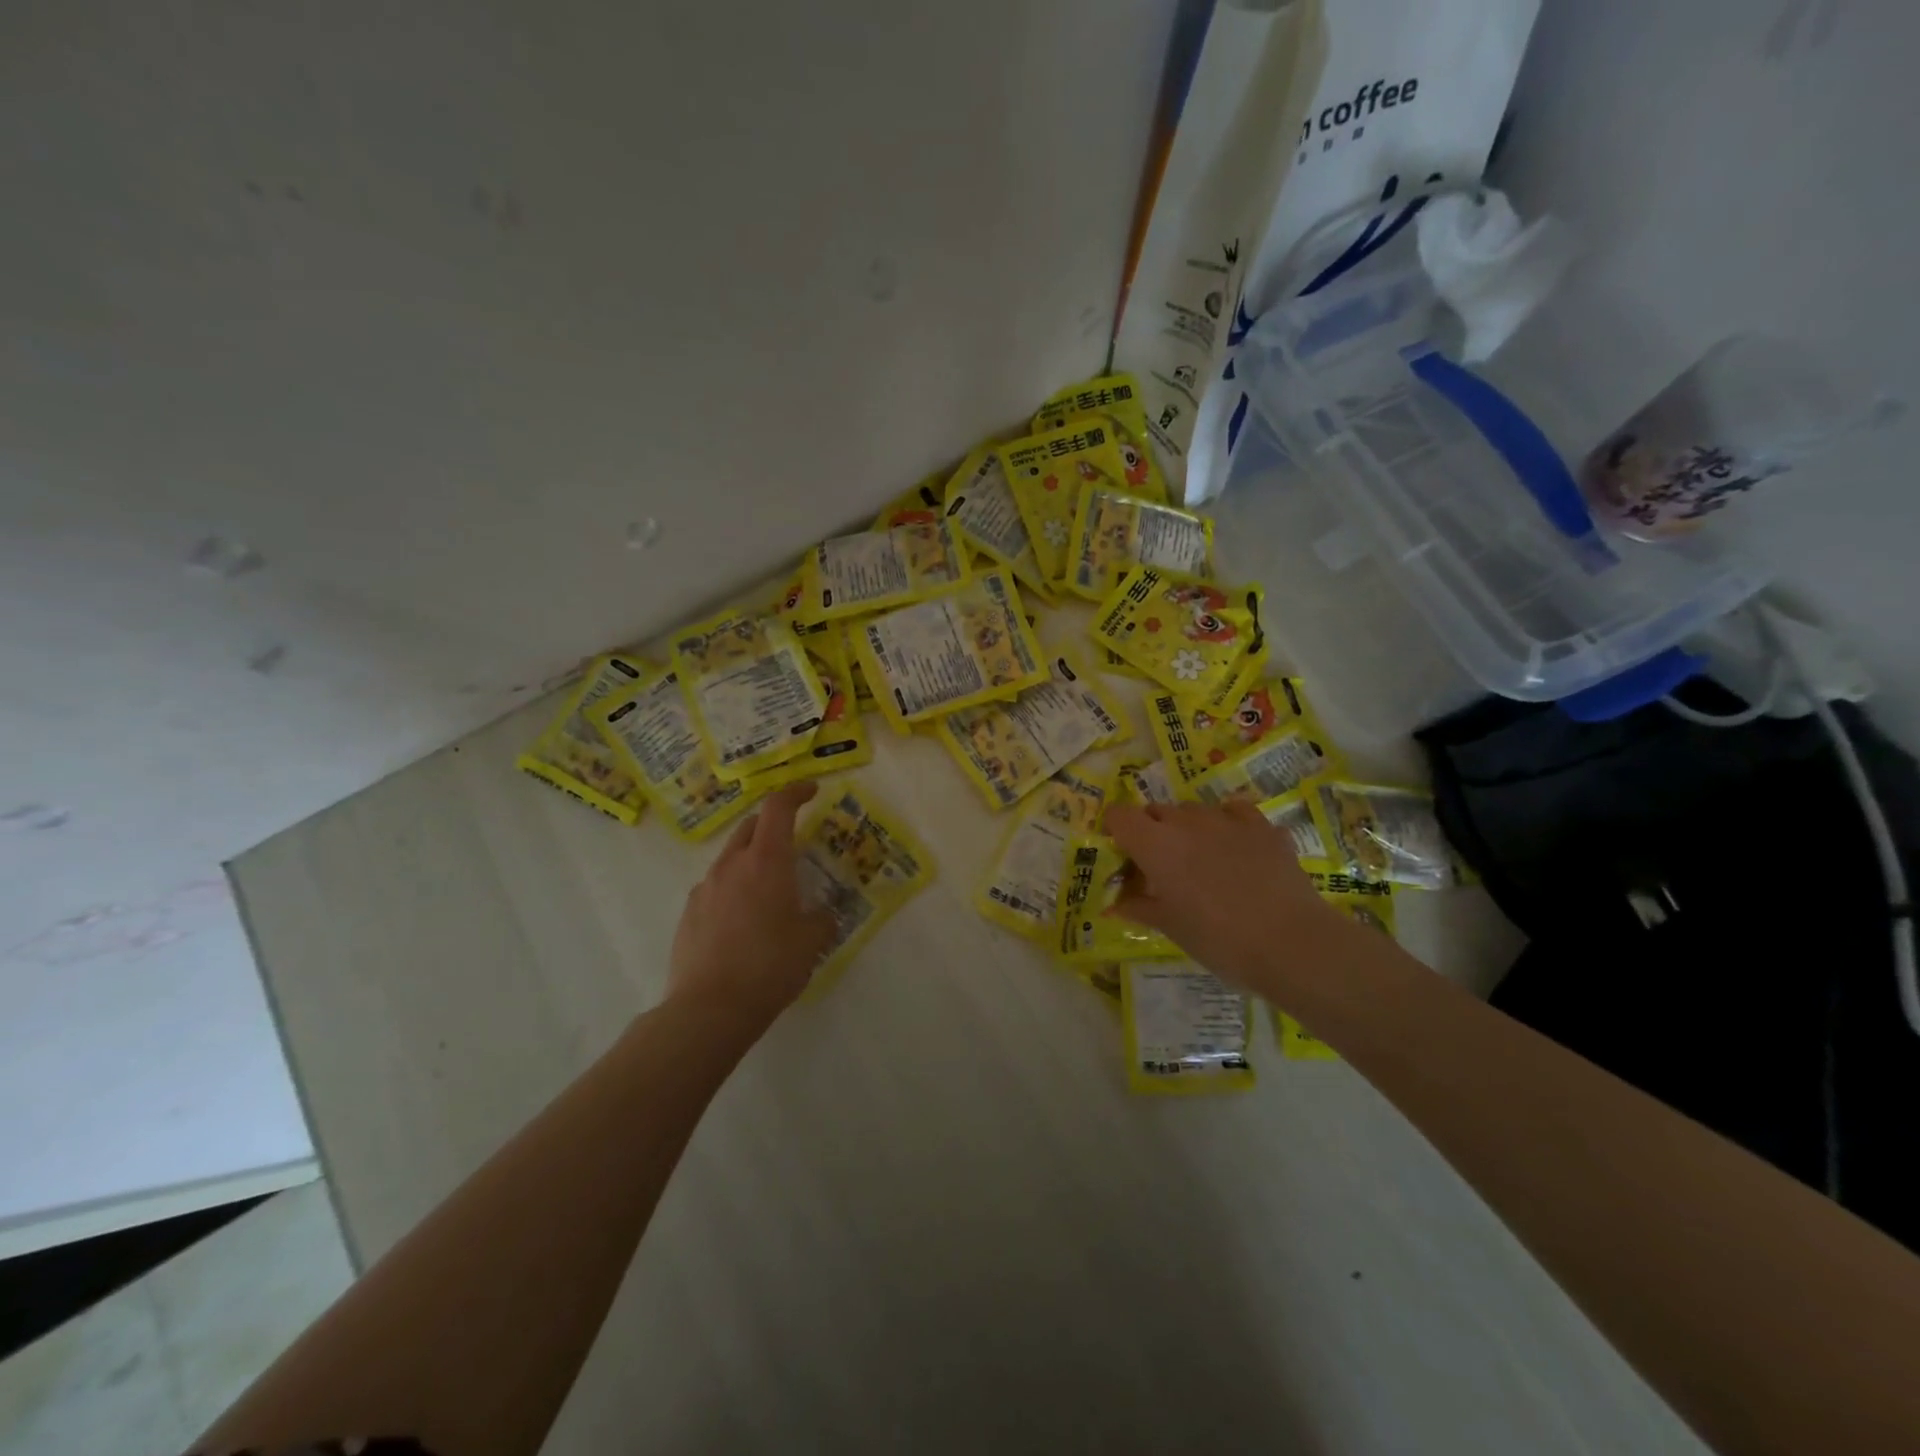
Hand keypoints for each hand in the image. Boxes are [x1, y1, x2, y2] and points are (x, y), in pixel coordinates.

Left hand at [669, 782, 837, 1025]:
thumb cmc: (770, 966)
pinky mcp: (688, 914)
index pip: (778, 807)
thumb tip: (822, 914)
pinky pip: (715, 887)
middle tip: (793, 839)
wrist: (709, 1009)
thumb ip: (822, 919)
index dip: (796, 792)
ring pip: (731, 857)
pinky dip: (733, 888)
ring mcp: (705, 888)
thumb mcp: (812, 942)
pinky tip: (743, 920)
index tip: (811, 791)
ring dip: (752, 859)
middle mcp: (731, 865)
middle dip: (773, 823)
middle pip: (751, 826)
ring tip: (769, 888)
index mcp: (766, 861)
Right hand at [1105, 799, 1342, 991]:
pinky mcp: (1262, 826)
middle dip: (1152, 831)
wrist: (1291, 943)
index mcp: (1155, 845)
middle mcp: (1186, 822)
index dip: (1116, 830)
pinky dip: (1228, 823)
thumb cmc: (1218, 939)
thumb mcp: (1171, 928)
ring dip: (1188, 828)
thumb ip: (1139, 907)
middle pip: (1156, 811)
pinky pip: (1235, 811)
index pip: (1120, 815)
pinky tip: (1235, 846)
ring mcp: (1227, 820)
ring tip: (1201, 860)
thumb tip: (1113, 903)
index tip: (1123, 854)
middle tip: (1161, 867)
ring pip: (1194, 810)